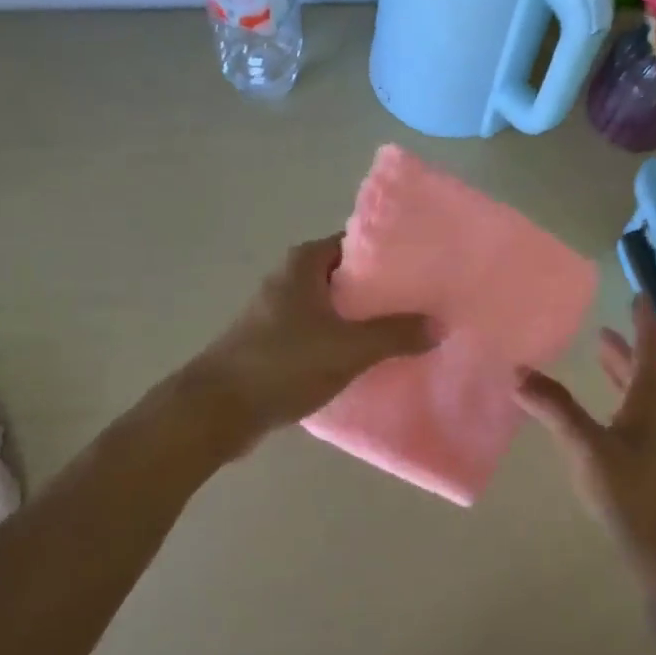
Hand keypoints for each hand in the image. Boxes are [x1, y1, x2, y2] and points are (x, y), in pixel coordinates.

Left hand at [194, 235, 433, 435]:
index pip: (356, 244)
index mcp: (304, 264)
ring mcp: (278, 313)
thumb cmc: (282, 364)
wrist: (217, 410)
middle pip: (347, 277)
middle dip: (382, 291)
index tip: (422, 270)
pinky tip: (369, 360)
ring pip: (334, 308)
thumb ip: (395, 334)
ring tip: (405, 332)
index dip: (389, 256)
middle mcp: (289, 279)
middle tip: (423, 304)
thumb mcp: (348, 348)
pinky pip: (319, 334)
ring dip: (363, 320)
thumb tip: (439, 324)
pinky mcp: (274, 343)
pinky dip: (343, 342)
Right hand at [516, 297, 655, 581]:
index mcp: (649, 402)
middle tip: (603, 331)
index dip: (644, 322)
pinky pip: (628, 419)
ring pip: (636, 397)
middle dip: (625, 349)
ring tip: (599, 360)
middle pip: (643, 372)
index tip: (639, 295)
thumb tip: (519, 371)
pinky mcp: (645, 467)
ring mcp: (654, 444)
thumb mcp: (588, 447)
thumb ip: (554, 408)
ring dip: (619, 375)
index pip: (649, 350)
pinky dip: (613, 403)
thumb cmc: (634, 493)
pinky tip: (595, 420)